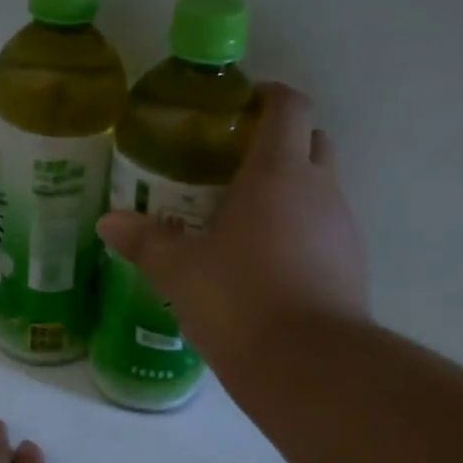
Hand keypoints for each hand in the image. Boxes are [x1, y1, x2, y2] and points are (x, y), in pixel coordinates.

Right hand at [98, 83, 367, 377]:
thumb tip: (108, 222)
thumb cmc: (238, 300)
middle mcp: (321, 189)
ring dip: (293, 193)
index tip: (240, 108)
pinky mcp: (354, 267)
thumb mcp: (180, 272)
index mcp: (278, 173)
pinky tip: (271, 267)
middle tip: (235, 169)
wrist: (308, 365)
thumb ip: (145, 242)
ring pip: (323, 189)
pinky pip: (328, 231)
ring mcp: (344, 228)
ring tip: (248, 223)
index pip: (289, 106)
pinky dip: (304, 233)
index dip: (268, 96)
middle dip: (281, 144)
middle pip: (312, 141)